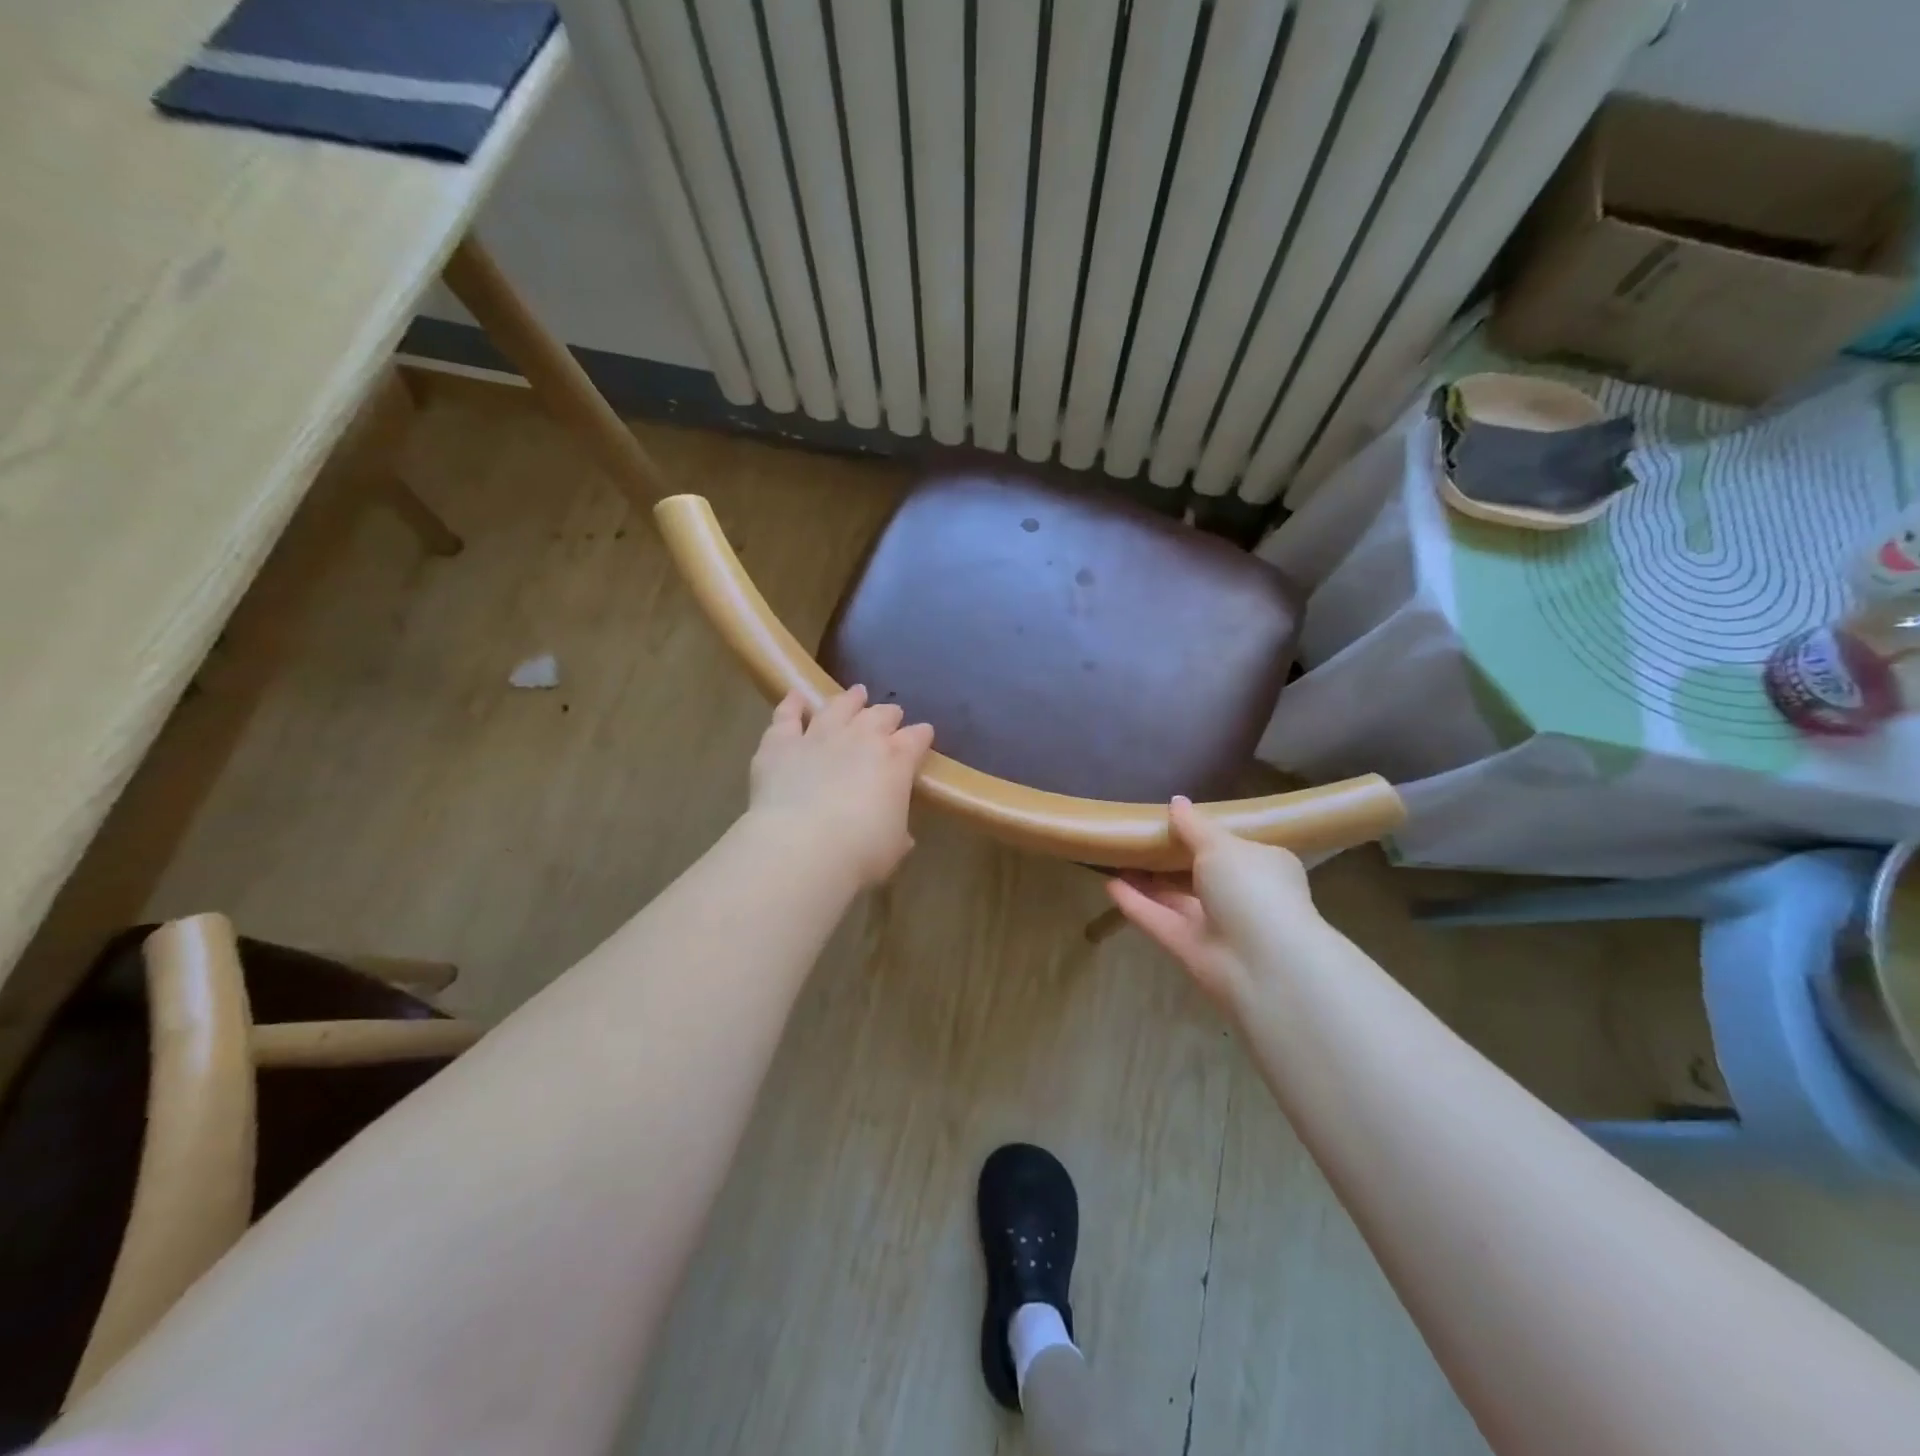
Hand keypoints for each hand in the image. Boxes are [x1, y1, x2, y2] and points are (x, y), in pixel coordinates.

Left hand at [747, 685, 934, 885]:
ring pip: (838, 706)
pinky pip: (787, 715)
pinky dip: (792, 704)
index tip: (924, 735)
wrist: (802, 847)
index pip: (916, 739)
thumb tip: (900, 835)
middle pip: (880, 715)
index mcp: (896, 761)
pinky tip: (796, 696)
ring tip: (855, 694)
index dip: (921, 735)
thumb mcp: (893, 846)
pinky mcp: (781, 743)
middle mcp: (860, 738)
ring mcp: (819, 735)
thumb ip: (898, 832)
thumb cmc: (860, 852)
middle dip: (888, 714)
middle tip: (891, 715)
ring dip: (849, 699)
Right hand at [1106, 796, 1321, 1012]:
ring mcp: (1214, 925)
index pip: (1232, 847)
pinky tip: (1109, 884)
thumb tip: (1176, 801)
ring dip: (1147, 881)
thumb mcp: (1222, 846)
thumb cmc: (1252, 889)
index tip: (1172, 819)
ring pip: (1175, 898)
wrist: (1263, 964)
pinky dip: (1135, 903)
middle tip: (1137, 836)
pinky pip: (1157, 920)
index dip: (1203, 833)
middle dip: (1169, 858)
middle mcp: (1240, 896)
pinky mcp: (1189, 948)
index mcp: (1262, 866)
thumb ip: (1194, 826)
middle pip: (1198, 874)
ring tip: (1117, 857)